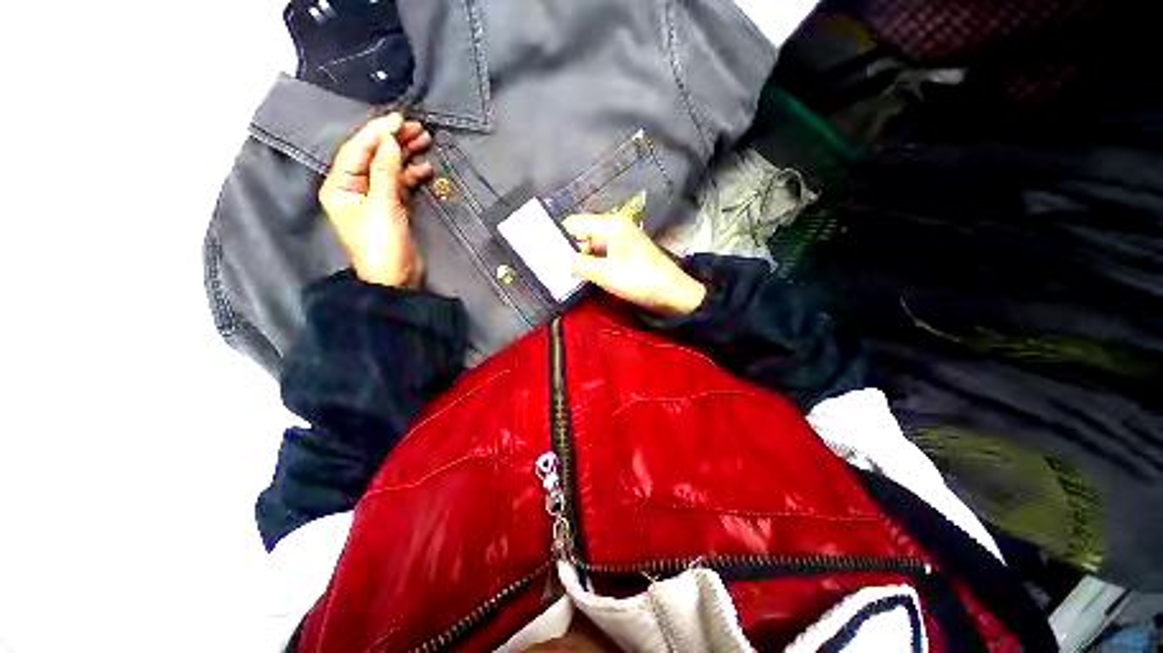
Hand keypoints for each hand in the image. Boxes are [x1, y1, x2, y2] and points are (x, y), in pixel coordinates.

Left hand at [319, 113, 433, 287]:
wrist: (396, 279)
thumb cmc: (382, 245)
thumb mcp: (382, 206)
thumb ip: (385, 172)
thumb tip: (390, 141)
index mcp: (341, 186)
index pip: (357, 151)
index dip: (377, 134)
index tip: (398, 119)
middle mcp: (354, 188)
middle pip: (373, 156)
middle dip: (393, 141)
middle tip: (416, 127)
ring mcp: (375, 198)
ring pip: (389, 168)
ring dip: (406, 155)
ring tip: (425, 141)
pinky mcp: (393, 208)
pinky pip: (401, 184)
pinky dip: (412, 176)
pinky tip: (426, 169)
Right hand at [564, 213, 706, 316]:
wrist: (673, 294)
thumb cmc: (640, 280)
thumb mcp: (606, 274)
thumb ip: (580, 265)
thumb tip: (559, 259)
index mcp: (611, 225)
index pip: (575, 223)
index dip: (559, 236)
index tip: (543, 251)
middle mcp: (615, 227)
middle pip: (582, 234)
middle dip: (567, 249)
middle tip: (550, 266)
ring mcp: (620, 240)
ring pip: (590, 246)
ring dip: (578, 259)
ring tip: (560, 272)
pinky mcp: (623, 253)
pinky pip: (600, 254)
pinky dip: (590, 263)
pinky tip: (579, 275)